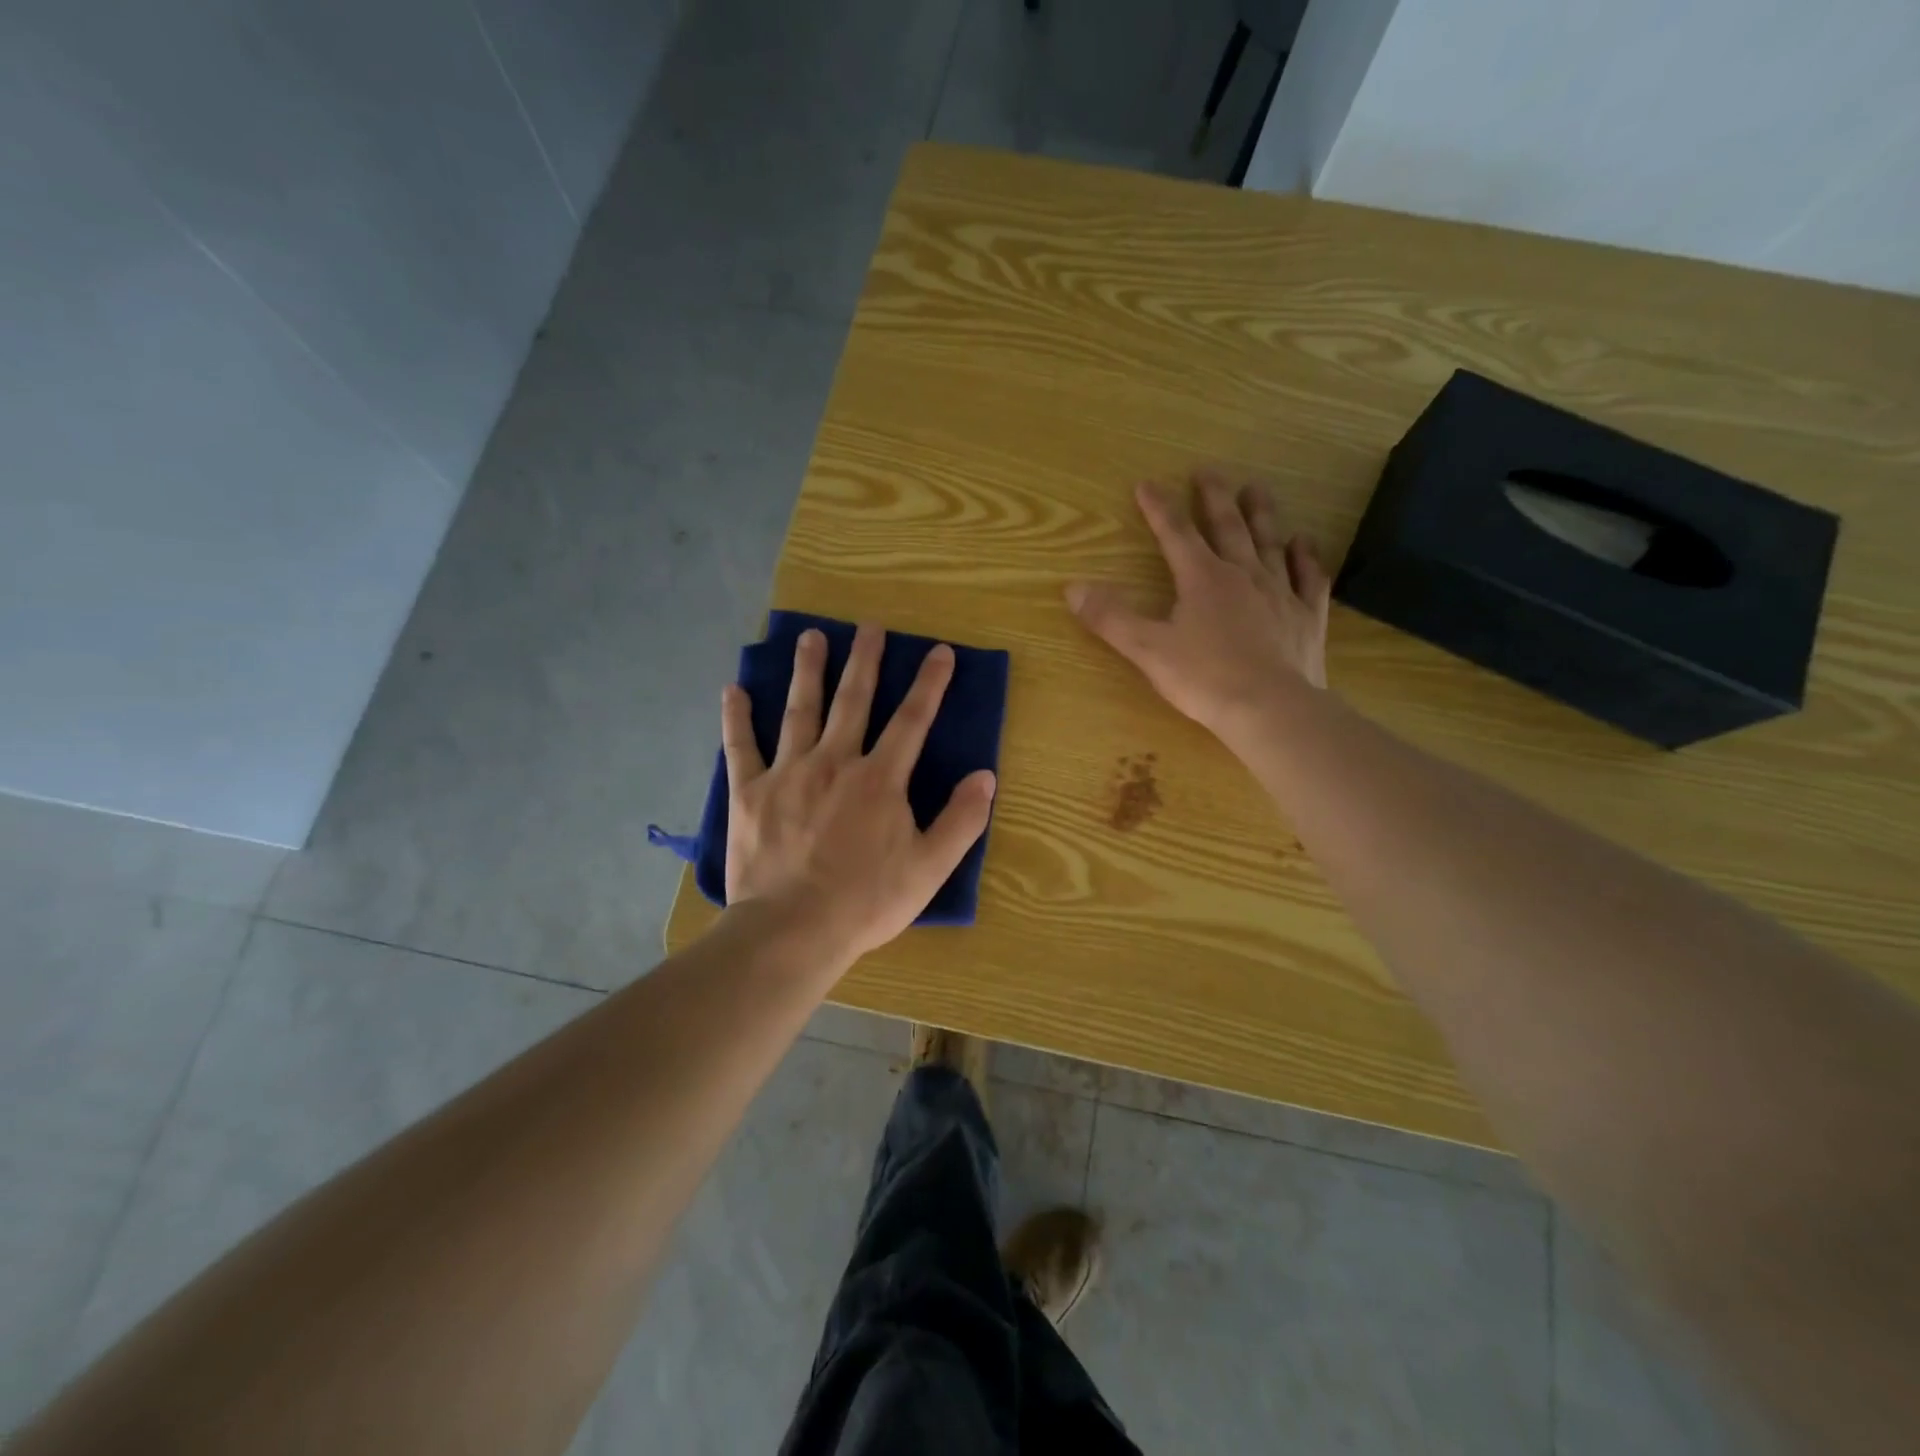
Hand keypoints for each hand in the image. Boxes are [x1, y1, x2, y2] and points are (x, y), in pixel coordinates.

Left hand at [720, 624, 997, 965]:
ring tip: (810, 636)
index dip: (929, 684)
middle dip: (864, 660)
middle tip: (868, 626)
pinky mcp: (750, 793)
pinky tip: (733, 689)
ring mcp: (788, 773)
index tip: (940, 651)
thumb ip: (961, 820)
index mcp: (879, 779)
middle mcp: (834, 762)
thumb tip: (985, 776)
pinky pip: (741, 747)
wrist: (792, 930)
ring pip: (799, 710)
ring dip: (807, 671)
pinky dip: (736, 718)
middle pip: (853, 700)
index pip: (912, 720)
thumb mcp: (930, 868)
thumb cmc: (866, 901)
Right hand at [1066, 473, 1330, 740]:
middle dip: (1214, 497)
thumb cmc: (1204, 679)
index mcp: (1202, 579)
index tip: (1147, 483)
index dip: (1159, 508)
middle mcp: (1243, 574)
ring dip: (1261, 514)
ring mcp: (1281, 593)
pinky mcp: (1306, 617)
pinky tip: (1303, 543)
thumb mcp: (1147, 649)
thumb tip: (1072, 588)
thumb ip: (1110, 618)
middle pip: (1228, 526)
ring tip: (1256, 489)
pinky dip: (1306, 557)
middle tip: (1208, 471)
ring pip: (1270, 542)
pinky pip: (1309, 578)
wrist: (1271, 709)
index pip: (1176, 534)